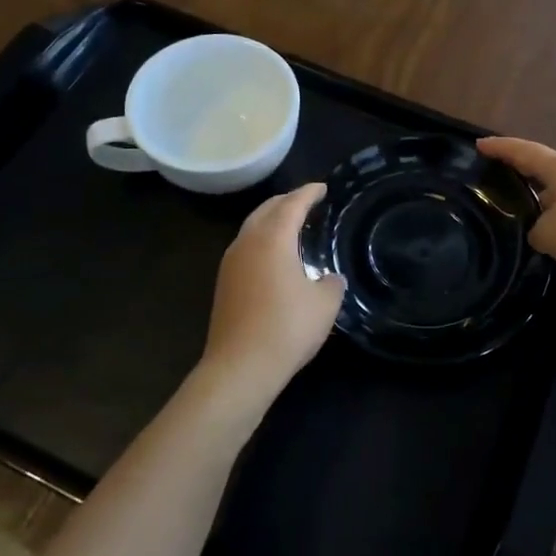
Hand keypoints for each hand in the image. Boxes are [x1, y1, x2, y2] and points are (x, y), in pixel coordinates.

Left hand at [195, 184, 345, 410]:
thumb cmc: (287, 328)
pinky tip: (275, 257)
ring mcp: (231, 263)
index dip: (309, 193)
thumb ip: (331, 283)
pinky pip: (246, 248)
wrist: (240, 367)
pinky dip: (262, 241)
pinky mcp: (224, 283)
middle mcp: (247, 242)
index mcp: (272, 239)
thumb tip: (329, 278)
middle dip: (286, 202)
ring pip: (251, 228)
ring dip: (271, 221)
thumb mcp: (324, 304)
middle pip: (266, 210)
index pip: (292, 204)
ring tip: (292, 226)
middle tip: (307, 202)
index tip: (322, 188)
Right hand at [477, 137, 555, 277]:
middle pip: (541, 169)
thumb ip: (534, 231)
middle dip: (519, 174)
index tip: (479, 144)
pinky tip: (553, 235)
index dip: (500, 148)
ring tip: (521, 215)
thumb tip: (540, 231)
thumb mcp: (548, 235)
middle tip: (495, 182)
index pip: (522, 151)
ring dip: (540, 201)